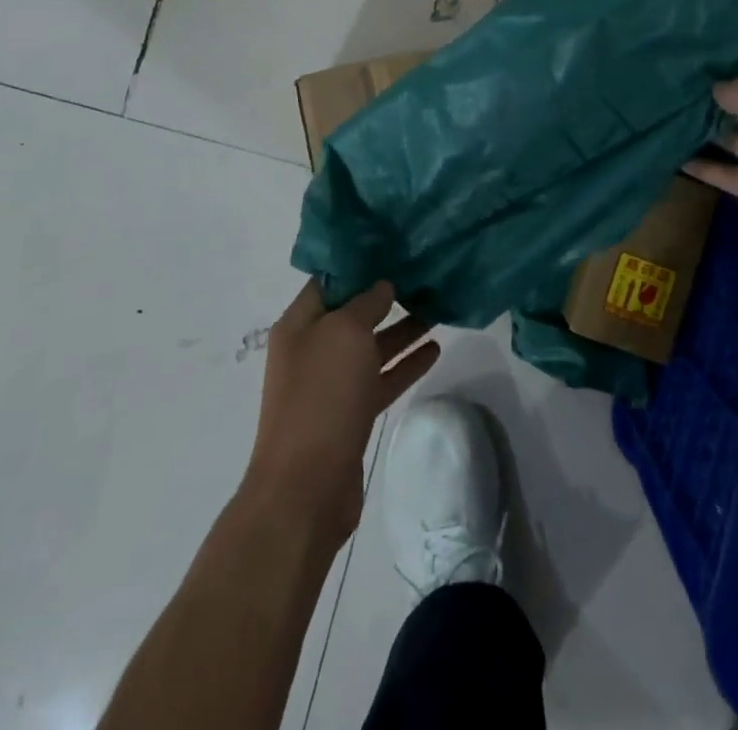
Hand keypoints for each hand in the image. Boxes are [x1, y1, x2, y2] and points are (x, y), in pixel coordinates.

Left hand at [242, 279, 439, 551]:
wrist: (306, 488)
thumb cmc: (322, 396)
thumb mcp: (345, 333)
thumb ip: (365, 303)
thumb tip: (382, 286)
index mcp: (300, 324)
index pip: (330, 281)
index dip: (360, 264)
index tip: (395, 249)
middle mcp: (312, 349)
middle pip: (353, 313)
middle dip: (386, 296)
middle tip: (424, 275)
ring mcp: (331, 384)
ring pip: (370, 347)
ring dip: (401, 329)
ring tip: (438, 308)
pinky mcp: (350, 414)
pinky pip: (381, 378)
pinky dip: (405, 364)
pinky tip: (435, 349)